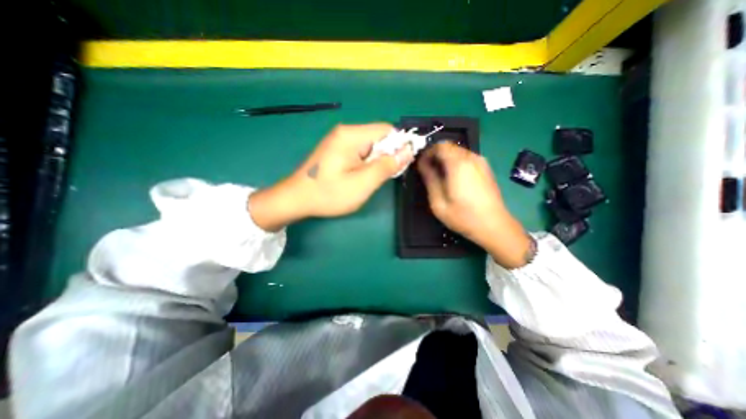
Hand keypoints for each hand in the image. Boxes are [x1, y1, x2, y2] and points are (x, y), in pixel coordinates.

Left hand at [251, 123, 414, 230]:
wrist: (296, 199)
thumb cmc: (329, 193)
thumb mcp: (363, 183)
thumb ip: (387, 166)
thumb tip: (408, 151)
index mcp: (352, 135)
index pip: (387, 130)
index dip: (399, 145)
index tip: (399, 166)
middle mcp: (345, 132)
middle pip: (378, 137)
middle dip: (386, 156)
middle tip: (380, 177)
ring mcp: (339, 140)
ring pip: (370, 145)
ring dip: (375, 161)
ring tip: (368, 180)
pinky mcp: (335, 149)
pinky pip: (359, 151)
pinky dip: (365, 163)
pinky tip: (359, 177)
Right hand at [417, 141, 532, 268]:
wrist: (494, 226)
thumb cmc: (463, 216)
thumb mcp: (438, 202)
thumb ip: (429, 179)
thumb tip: (422, 165)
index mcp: (458, 164)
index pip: (440, 146)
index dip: (427, 152)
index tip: (421, 165)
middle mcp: (471, 158)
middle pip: (449, 147)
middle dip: (436, 156)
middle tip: (428, 171)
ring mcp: (481, 162)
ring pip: (458, 152)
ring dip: (446, 160)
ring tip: (440, 177)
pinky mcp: (486, 168)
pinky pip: (466, 158)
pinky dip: (456, 163)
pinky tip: (454, 180)